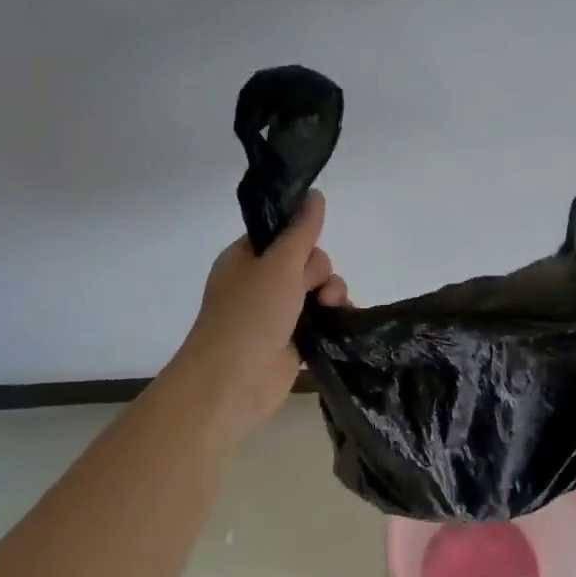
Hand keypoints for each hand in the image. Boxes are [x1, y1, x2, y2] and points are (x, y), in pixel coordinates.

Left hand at [168, 190, 348, 433]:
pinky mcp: (293, 340)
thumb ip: (302, 230)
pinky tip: (342, 321)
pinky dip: (334, 318)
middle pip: (307, 261)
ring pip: (319, 289)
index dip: (301, 239)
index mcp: (246, 258)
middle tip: (311, 288)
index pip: (283, 234)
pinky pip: (322, 318)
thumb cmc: (249, 315)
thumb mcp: (278, 264)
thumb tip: (316, 193)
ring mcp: (277, 313)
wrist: (233, 383)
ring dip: (331, 294)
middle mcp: (260, 282)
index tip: (309, 249)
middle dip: (319, 272)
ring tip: (329, 308)